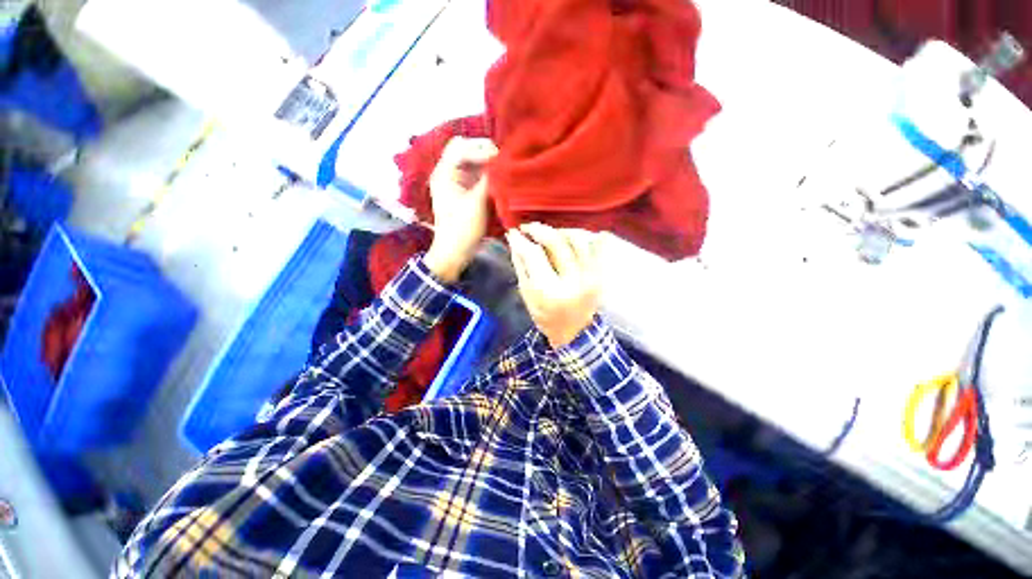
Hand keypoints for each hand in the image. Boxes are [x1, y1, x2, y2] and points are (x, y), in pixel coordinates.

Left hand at [424, 137, 498, 282]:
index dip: (481, 149)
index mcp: (444, 173)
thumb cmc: (462, 229)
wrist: (454, 252)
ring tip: (503, 168)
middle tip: (502, 160)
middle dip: (483, 151)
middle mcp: (447, 172)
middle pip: (464, 148)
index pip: (460, 147)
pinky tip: (498, 177)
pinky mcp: (464, 190)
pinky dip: (487, 173)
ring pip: (471, 160)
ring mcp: (455, 181)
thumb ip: (489, 180)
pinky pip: (475, 173)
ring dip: (487, 162)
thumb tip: (502, 163)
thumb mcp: (477, 204)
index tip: (500, 159)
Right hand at [507, 223, 601, 347]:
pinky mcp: (600, 274)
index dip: (522, 240)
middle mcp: (573, 281)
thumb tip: (514, 238)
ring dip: (560, 231)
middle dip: (539, 229)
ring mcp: (590, 276)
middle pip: (557, 242)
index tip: (514, 232)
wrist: (574, 331)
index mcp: (550, 291)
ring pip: (577, 239)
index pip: (534, 255)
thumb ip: (521, 265)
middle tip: (528, 228)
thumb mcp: (527, 294)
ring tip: (549, 234)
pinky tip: (570, 237)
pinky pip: (595, 246)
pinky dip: (582, 237)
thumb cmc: (545, 315)